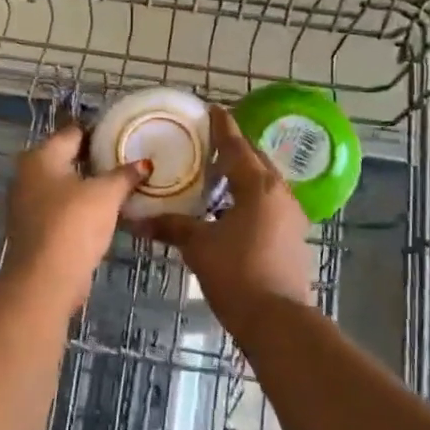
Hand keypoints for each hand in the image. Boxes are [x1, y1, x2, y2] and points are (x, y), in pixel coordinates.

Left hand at [3, 124, 147, 305]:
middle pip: (66, 158)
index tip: (123, 135)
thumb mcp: (106, 195)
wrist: (45, 279)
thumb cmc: (74, 224)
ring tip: (119, 185)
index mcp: (41, 156)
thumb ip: (125, 175)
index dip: (98, 132)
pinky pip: (60, 207)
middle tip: (125, 160)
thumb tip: (144, 163)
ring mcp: (26, 203)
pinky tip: (102, 211)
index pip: (73, 132)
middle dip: (93, 159)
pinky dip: (78, 206)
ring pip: (62, 184)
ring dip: (86, 185)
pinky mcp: (33, 228)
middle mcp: (27, 174)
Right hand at [138, 106, 313, 318]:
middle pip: (256, 160)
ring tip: (217, 172)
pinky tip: (230, 207)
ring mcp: (290, 216)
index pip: (237, 146)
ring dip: (243, 174)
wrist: (278, 321)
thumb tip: (137, 221)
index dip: (222, 127)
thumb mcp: (199, 246)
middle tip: (210, 140)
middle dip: (235, 148)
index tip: (212, 109)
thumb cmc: (237, 273)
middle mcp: (279, 193)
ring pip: (264, 183)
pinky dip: (249, 197)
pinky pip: (268, 203)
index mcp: (259, 186)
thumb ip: (171, 227)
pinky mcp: (292, 237)